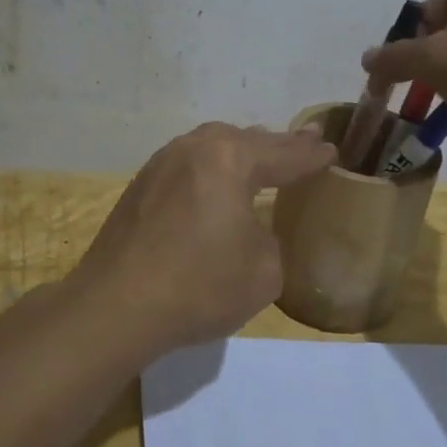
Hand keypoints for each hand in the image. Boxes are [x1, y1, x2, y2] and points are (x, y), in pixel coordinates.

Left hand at [69, 123, 335, 352]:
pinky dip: (210, 169)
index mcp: (229, 160)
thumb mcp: (263, 271)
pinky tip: (213, 182)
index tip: (330, 151)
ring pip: (210, 147)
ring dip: (239, 150)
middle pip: (245, 140)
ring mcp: (160, 166)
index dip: (311, 156)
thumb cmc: (199, 286)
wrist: (116, 306)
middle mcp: (193, 150)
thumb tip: (249, 232)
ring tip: (260, 153)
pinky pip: (186, 166)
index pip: (283, 155)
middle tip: (304, 141)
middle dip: (277, 144)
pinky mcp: (139, 189)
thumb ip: (268, 240)